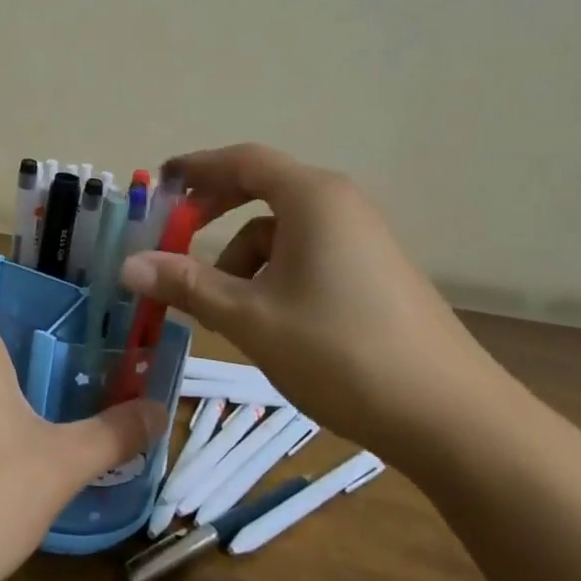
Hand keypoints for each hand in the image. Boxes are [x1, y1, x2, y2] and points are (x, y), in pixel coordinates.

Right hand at [119, 144, 506, 462]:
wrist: (452, 419)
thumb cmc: (340, 353)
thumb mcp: (251, 318)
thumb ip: (188, 284)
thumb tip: (128, 264)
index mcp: (312, 198)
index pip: (243, 161)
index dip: (196, 168)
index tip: (159, 183)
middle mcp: (339, 204)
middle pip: (262, 190)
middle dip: (214, 214)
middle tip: (175, 241)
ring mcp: (362, 238)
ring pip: (282, 231)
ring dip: (243, 258)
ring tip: (224, 308)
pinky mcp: (374, 272)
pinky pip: (307, 254)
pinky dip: (274, 274)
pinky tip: (268, 320)